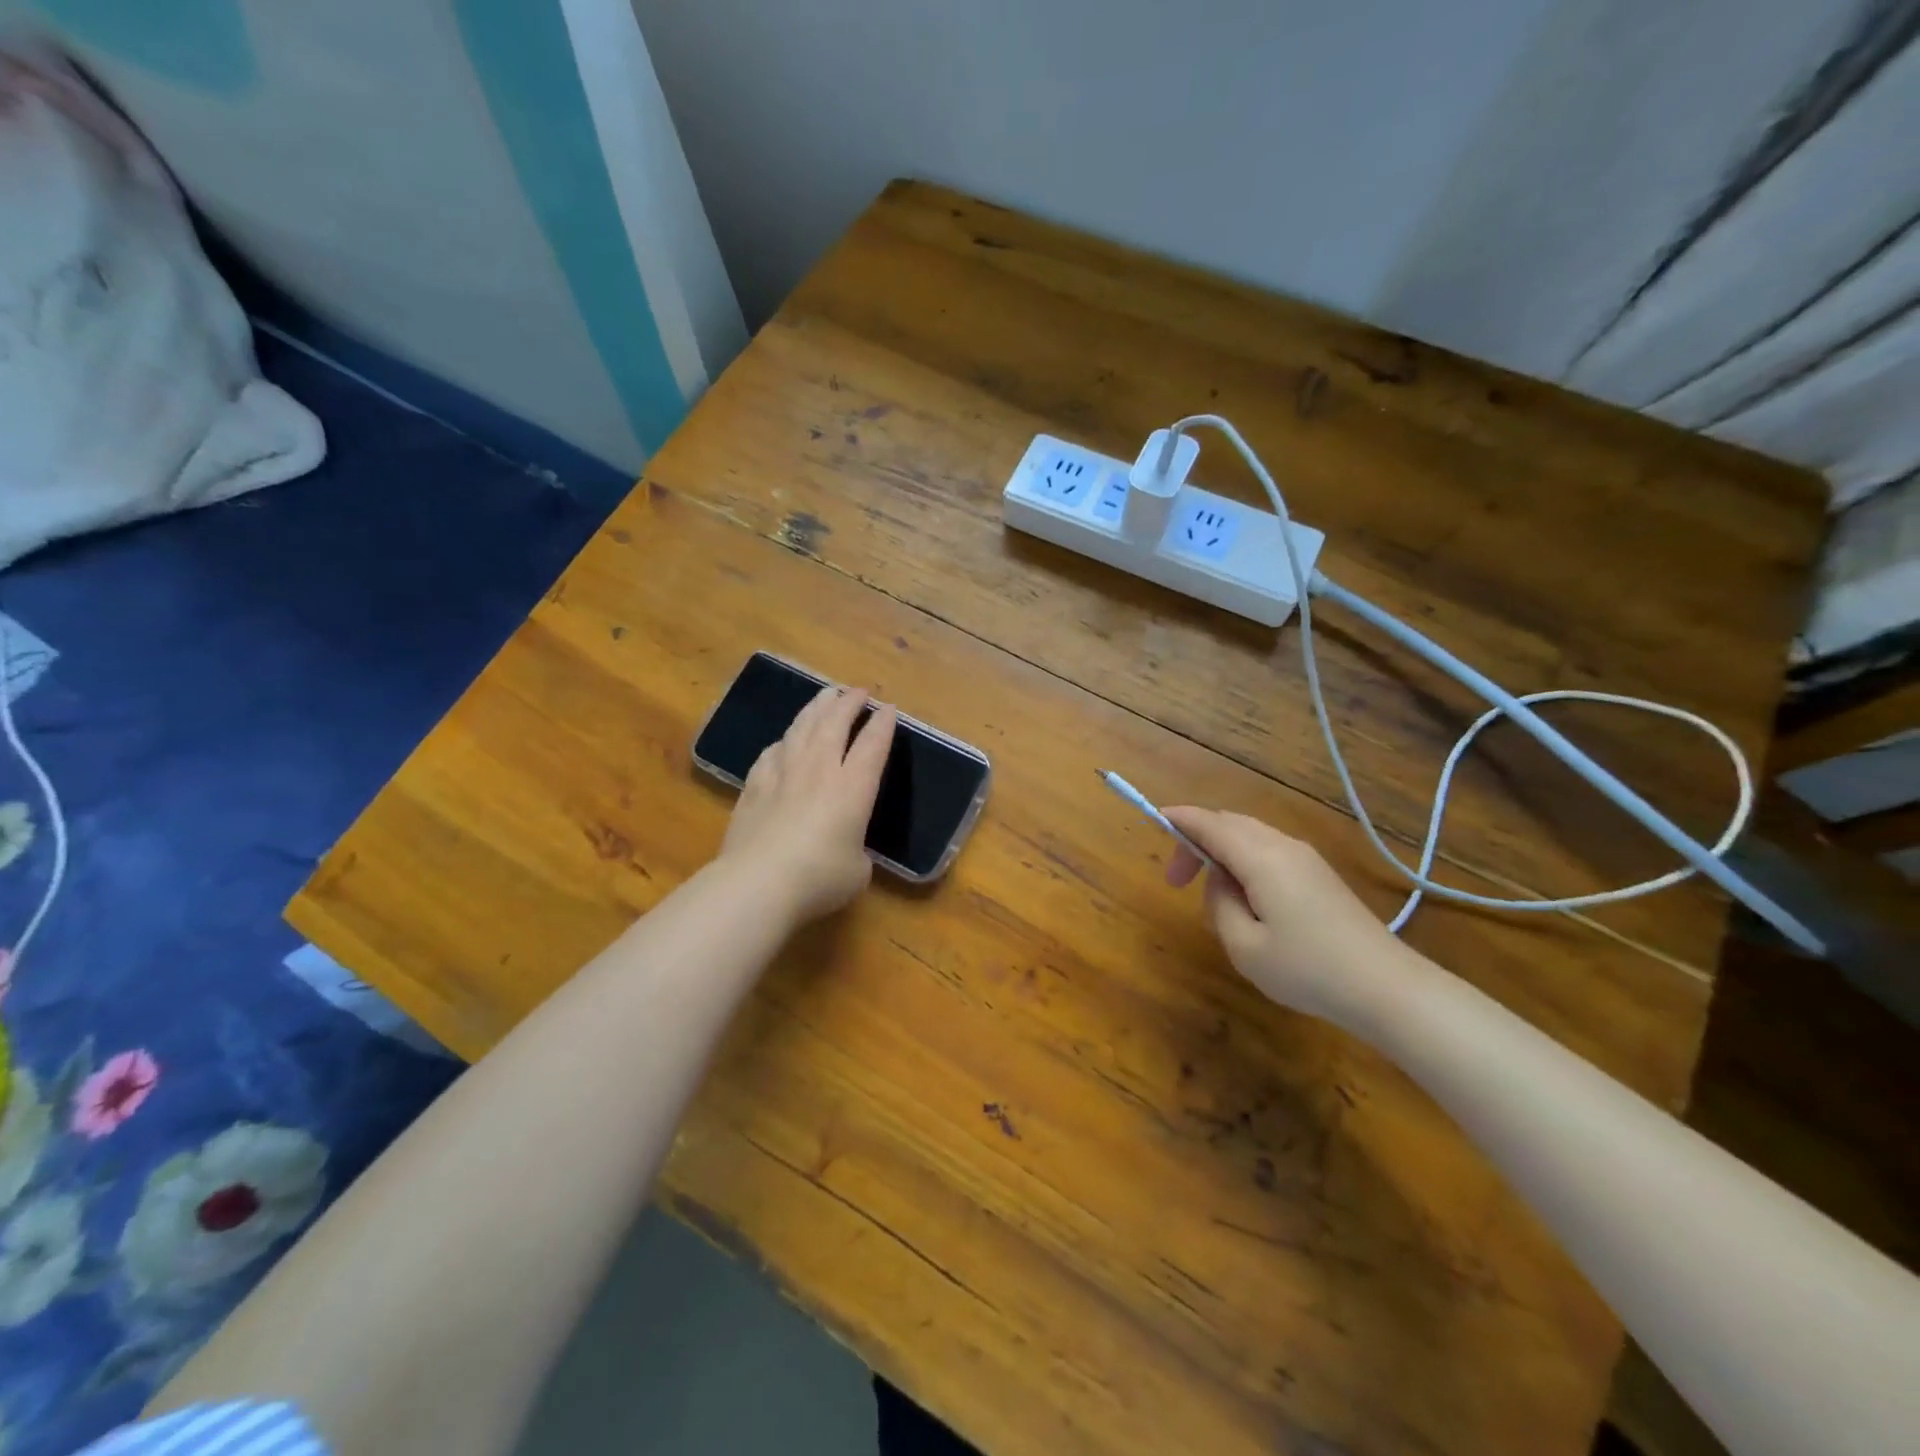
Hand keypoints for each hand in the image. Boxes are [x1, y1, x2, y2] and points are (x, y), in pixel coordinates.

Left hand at [720, 685, 896, 923]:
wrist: (758, 882)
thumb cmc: (819, 878)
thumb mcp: (857, 871)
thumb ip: (857, 851)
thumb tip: (846, 849)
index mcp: (853, 787)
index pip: (873, 744)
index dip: (883, 724)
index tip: (888, 709)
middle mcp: (820, 769)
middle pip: (835, 723)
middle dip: (849, 702)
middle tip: (858, 691)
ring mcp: (783, 773)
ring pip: (801, 727)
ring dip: (816, 708)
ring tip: (825, 696)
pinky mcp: (754, 786)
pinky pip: (772, 751)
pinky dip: (784, 740)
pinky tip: (783, 740)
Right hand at [1162, 807, 1417, 1022]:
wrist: (1387, 988)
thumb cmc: (1308, 969)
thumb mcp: (1245, 946)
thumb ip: (1220, 904)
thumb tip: (1220, 881)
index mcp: (1262, 858)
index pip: (1210, 824)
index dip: (1180, 819)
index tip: (1154, 821)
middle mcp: (1284, 846)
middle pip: (1230, 823)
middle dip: (1197, 840)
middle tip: (1177, 880)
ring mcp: (1306, 858)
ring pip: (1250, 835)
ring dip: (1221, 851)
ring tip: (1210, 893)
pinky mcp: (1319, 875)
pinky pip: (1269, 851)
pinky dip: (1243, 859)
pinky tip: (1245, 897)